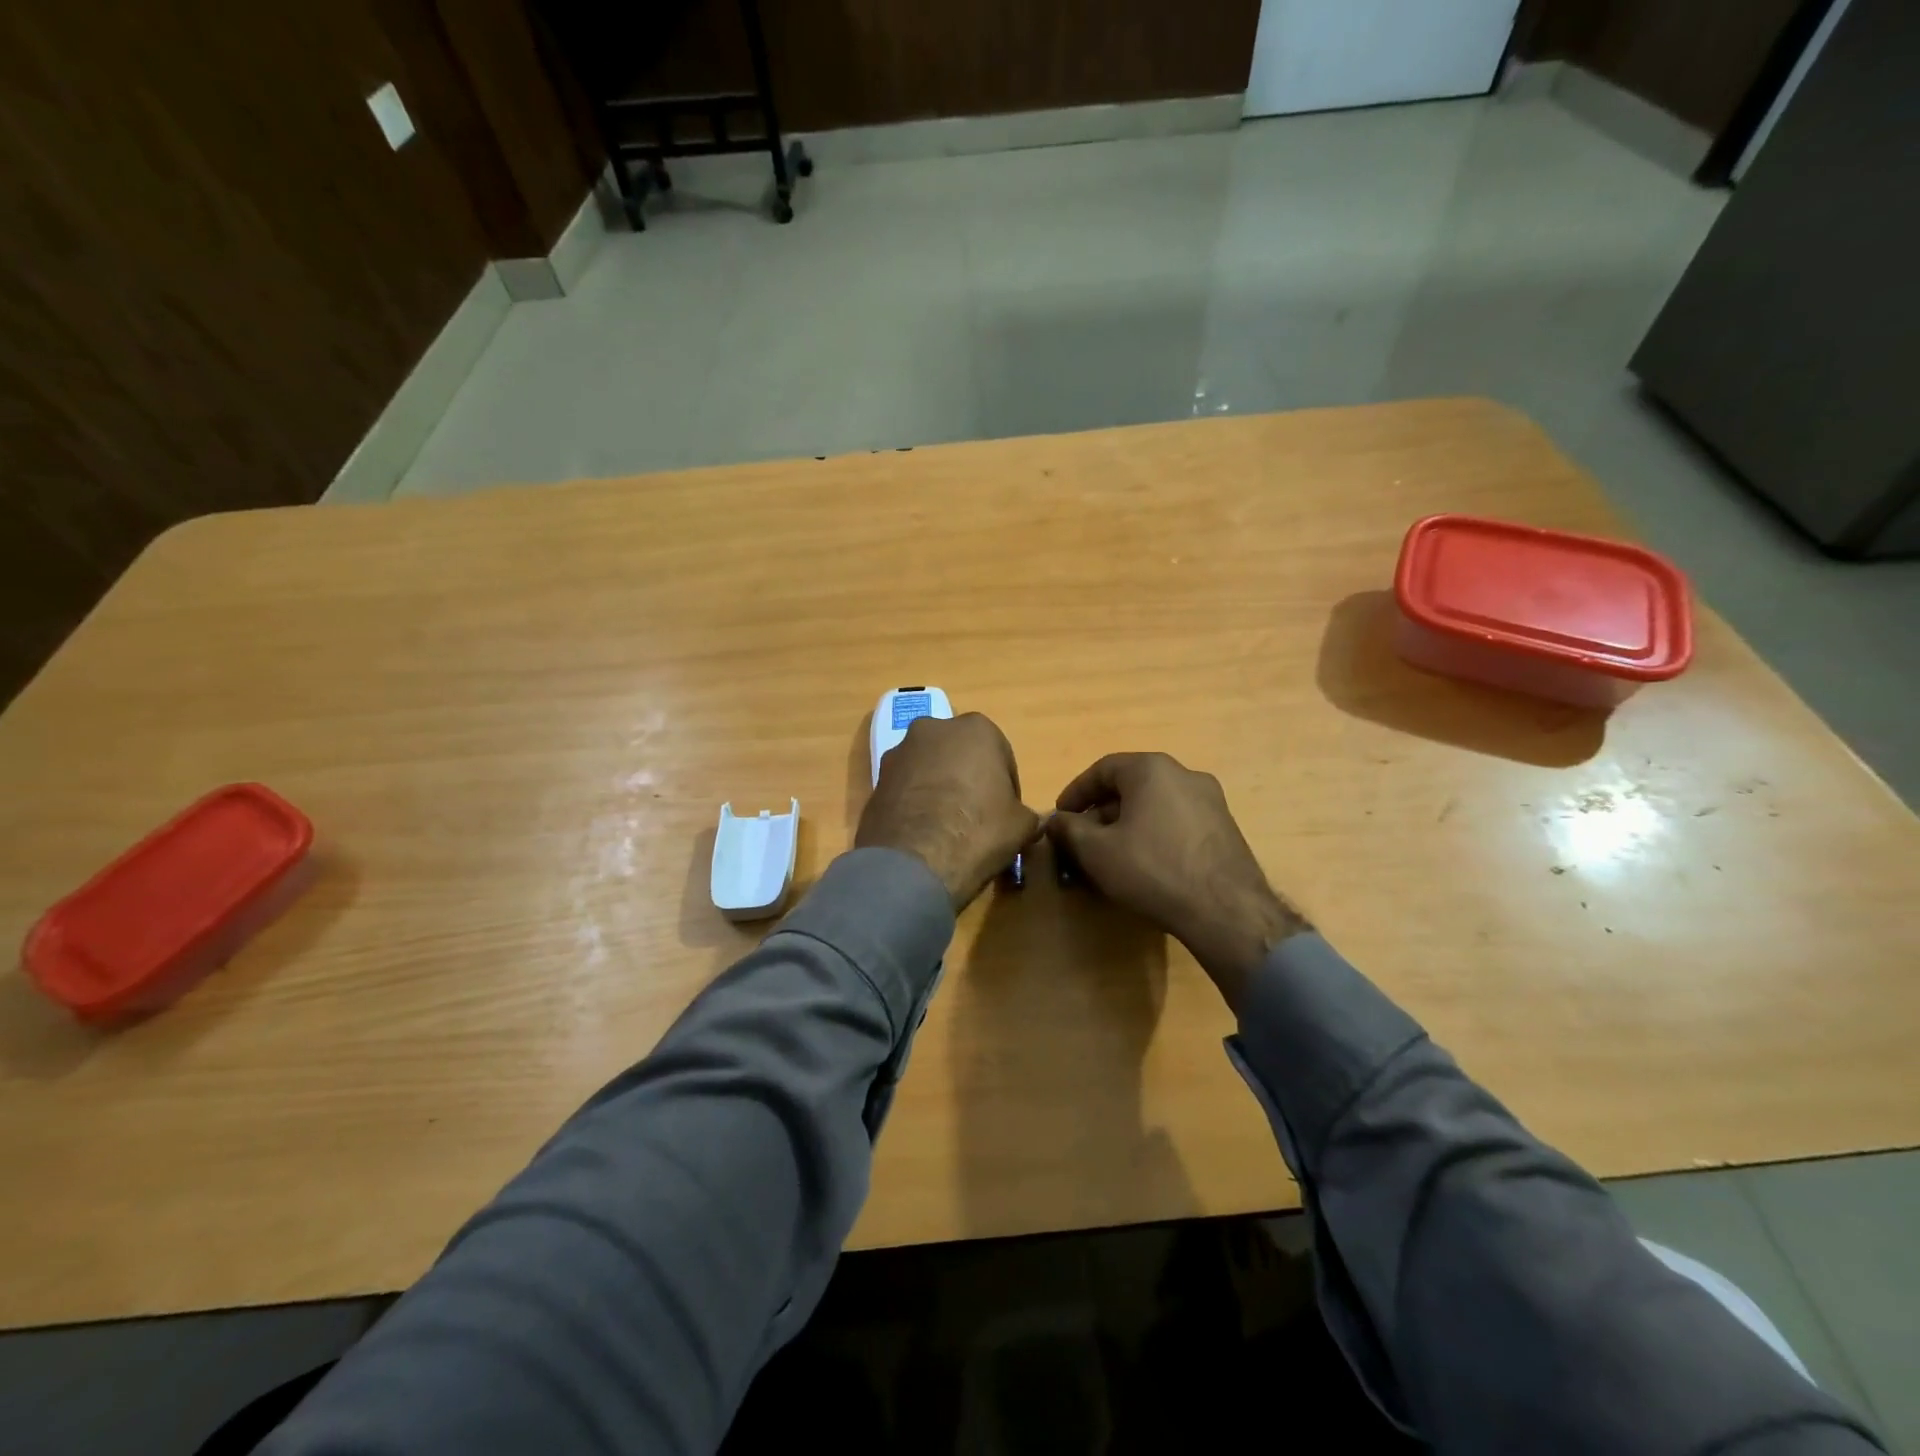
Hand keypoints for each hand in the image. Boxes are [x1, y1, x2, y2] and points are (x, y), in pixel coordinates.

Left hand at [856, 713, 1042, 911]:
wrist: (912, 863)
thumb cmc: (978, 831)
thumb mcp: (1022, 825)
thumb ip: (1026, 814)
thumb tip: (1028, 821)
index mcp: (976, 728)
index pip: (1000, 756)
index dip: (1005, 786)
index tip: (1004, 813)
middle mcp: (934, 728)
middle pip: (959, 754)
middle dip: (967, 778)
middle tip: (975, 816)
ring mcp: (899, 751)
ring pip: (929, 767)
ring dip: (938, 787)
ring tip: (944, 827)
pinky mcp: (874, 778)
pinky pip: (905, 786)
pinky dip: (914, 801)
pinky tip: (921, 833)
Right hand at [1047, 753, 1307, 1010]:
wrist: (1226, 910)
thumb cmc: (1152, 869)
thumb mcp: (1096, 851)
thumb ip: (1068, 830)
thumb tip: (1054, 821)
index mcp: (1152, 769)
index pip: (1102, 769)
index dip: (1075, 792)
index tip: (1060, 816)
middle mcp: (1185, 775)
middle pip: (1130, 786)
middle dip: (1101, 812)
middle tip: (1082, 839)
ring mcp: (1211, 801)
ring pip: (1155, 805)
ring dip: (1127, 825)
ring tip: (1110, 855)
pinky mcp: (1225, 829)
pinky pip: (1177, 822)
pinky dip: (1154, 835)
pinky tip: (1145, 865)